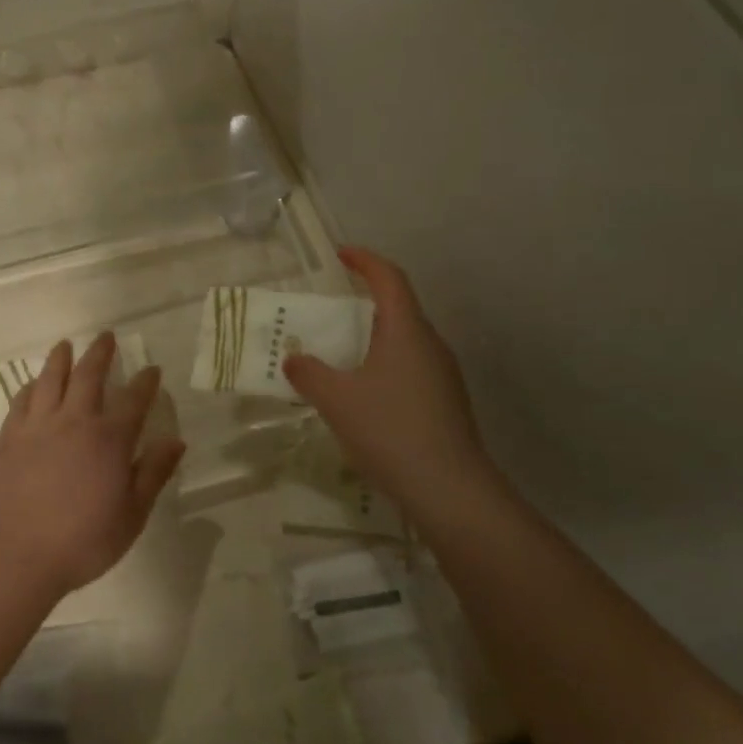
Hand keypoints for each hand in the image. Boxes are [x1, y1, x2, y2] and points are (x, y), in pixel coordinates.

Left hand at [0, 333, 185, 598]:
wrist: (17, 554)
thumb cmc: (83, 540)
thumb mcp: (132, 514)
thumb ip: (153, 473)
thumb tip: (176, 440)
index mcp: (109, 439)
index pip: (133, 400)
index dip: (145, 382)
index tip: (152, 369)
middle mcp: (74, 421)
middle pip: (89, 376)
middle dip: (100, 353)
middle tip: (106, 336)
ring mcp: (37, 426)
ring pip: (50, 379)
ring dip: (60, 359)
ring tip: (65, 345)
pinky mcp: (9, 437)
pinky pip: (20, 401)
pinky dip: (30, 387)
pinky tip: (32, 384)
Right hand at [285, 247, 493, 504]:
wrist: (449, 489)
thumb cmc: (389, 430)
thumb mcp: (336, 400)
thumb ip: (309, 374)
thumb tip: (293, 359)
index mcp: (407, 331)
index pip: (389, 279)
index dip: (365, 261)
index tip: (342, 254)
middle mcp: (431, 345)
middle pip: (400, 308)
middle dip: (367, 301)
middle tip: (333, 309)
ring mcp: (444, 375)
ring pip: (406, 341)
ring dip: (376, 337)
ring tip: (343, 353)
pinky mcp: (447, 403)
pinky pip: (412, 368)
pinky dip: (385, 365)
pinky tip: (366, 395)